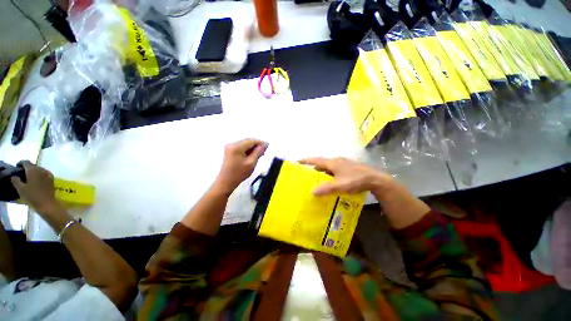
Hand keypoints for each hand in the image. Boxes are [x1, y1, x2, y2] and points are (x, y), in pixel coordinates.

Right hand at [11, 161, 62, 215]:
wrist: (47, 204)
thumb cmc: (32, 196)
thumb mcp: (20, 189)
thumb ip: (16, 180)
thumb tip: (14, 176)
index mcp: (33, 170)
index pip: (26, 162)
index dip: (20, 164)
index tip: (17, 168)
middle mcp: (41, 169)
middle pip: (33, 166)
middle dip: (27, 168)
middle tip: (21, 174)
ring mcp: (48, 174)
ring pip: (38, 170)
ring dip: (33, 172)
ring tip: (28, 178)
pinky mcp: (52, 179)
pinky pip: (44, 174)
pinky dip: (39, 175)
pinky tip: (36, 181)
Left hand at [214, 139, 267, 194]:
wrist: (226, 182)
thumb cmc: (239, 174)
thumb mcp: (251, 163)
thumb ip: (258, 152)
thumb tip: (265, 145)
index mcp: (236, 147)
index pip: (251, 141)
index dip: (260, 142)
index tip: (268, 145)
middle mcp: (232, 144)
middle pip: (247, 141)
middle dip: (256, 145)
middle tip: (265, 151)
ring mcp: (230, 147)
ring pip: (245, 144)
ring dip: (252, 148)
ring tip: (260, 154)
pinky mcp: (229, 151)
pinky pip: (241, 147)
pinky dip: (247, 150)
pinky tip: (252, 155)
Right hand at [299, 157, 393, 195]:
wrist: (375, 179)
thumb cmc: (356, 180)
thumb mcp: (340, 186)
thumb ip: (326, 189)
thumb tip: (312, 192)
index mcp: (333, 163)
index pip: (316, 160)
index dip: (306, 160)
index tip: (297, 161)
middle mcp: (337, 161)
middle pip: (321, 162)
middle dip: (313, 166)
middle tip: (305, 173)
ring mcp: (343, 163)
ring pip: (328, 166)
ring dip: (321, 170)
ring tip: (315, 178)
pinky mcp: (348, 167)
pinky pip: (334, 169)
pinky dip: (329, 173)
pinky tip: (330, 180)